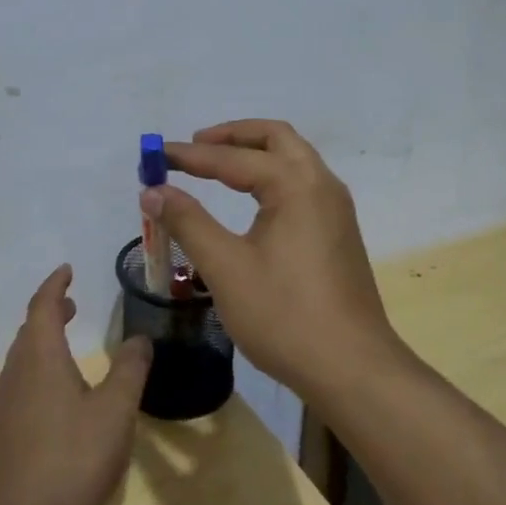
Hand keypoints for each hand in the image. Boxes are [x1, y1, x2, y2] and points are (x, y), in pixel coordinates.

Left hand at [0, 264, 152, 504]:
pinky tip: (58, 393)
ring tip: (67, 341)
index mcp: (40, 359)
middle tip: (72, 304)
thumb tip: (139, 338)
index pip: (42, 307)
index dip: (55, 285)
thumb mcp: (115, 411)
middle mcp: (16, 375)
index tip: (68, 270)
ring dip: (43, 341)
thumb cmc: (71, 460)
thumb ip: (129, 370)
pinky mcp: (4, 434)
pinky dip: (39, 368)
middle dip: (50, 312)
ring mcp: (5, 406)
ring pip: (23, 358)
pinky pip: (21, 382)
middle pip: (29, 331)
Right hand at [139, 119, 404, 399]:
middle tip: (194, 147)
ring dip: (255, 153)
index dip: (190, 156)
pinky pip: (303, 183)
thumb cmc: (285, 316)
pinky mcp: (339, 231)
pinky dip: (272, 175)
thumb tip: (153, 191)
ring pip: (294, 158)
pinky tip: (251, 200)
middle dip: (232, 136)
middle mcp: (322, 184)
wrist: (352, 368)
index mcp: (296, 185)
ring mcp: (336, 208)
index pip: (234, 158)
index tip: (155, 156)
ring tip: (216, 167)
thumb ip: (188, 222)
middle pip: (276, 137)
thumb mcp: (226, 268)